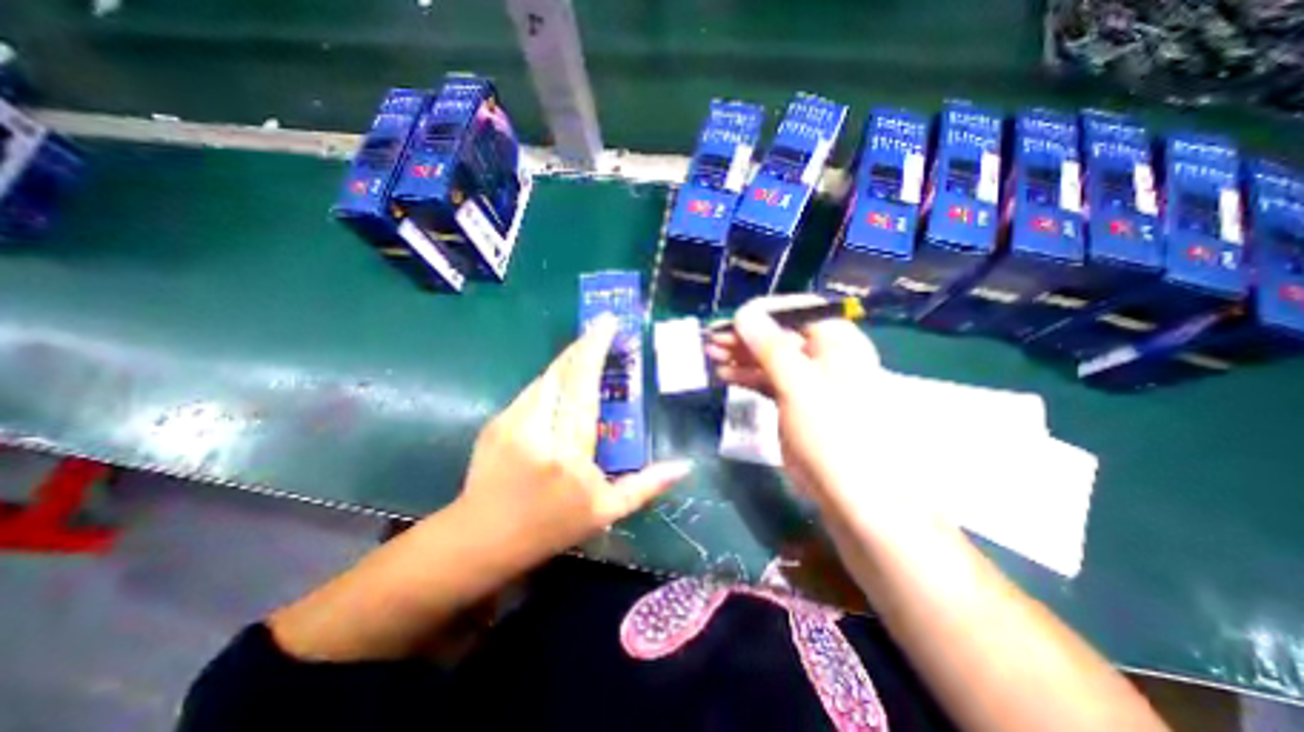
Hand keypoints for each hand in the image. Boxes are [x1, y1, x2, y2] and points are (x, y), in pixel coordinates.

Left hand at [455, 316, 691, 565]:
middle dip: (584, 344)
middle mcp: (538, 429)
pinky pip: (532, 390)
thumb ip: (646, 486)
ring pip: (546, 377)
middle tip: (602, 326)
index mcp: (569, 452)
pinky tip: (564, 380)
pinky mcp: (497, 421)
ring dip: (569, 360)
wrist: (481, 539)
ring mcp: (511, 422)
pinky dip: (553, 380)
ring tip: (588, 350)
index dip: (596, 350)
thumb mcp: (606, 512)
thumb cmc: (551, 527)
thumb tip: (684, 466)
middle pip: (562, 372)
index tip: (609, 323)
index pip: (583, 388)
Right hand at [712, 294, 910, 517]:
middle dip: (744, 335)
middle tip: (712, 339)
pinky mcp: (793, 399)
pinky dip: (745, 375)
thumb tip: (744, 312)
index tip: (733, 319)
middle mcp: (822, 354)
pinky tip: (723, 374)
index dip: (763, 311)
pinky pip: (766, 378)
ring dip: (739, 355)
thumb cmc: (830, 431)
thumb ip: (770, 346)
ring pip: (768, 356)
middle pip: (778, 334)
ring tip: (710, 354)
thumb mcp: (798, 383)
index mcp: (836, 341)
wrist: (847, 490)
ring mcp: (806, 378)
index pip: (796, 310)